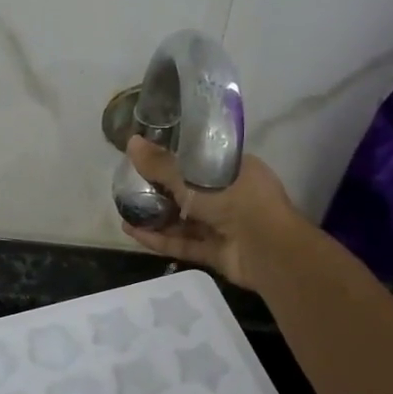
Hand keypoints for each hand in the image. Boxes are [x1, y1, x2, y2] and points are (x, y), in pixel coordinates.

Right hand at [120, 135, 299, 291]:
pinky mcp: (215, 252)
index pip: (200, 160)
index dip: (174, 158)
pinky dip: (160, 239)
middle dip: (159, 191)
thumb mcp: (194, 177)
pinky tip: (132, 232)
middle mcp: (230, 195)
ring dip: (155, 217)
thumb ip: (161, 164)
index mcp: (233, 169)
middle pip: (189, 191)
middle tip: (129, 186)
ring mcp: (223, 226)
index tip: (147, 158)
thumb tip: (131, 142)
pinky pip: (183, 242)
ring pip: (184, 220)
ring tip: (124, 211)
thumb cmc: (236, 200)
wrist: (268, 250)